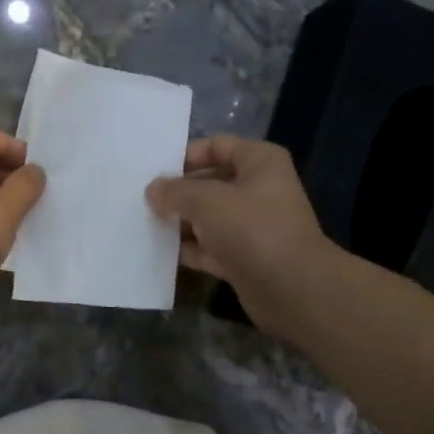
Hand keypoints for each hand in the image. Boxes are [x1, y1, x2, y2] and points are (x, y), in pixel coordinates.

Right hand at [146, 136, 336, 336]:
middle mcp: (259, 189)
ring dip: (181, 223)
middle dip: (179, 193)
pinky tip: (160, 252)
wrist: (290, 287)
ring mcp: (252, 227)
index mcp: (260, 162)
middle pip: (210, 183)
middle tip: (143, 201)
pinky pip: (210, 247)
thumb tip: (152, 190)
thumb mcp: (206, 201)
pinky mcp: (244, 258)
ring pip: (208, 218)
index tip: (154, 172)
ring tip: (144, 225)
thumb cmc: (252, 229)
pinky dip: (189, 249)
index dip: (185, 156)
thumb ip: (175, 192)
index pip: (217, 146)